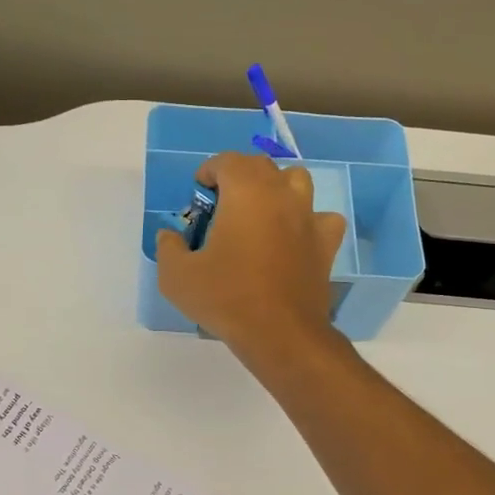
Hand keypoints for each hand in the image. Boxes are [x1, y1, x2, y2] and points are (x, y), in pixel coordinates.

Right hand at [154, 152, 346, 358]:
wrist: (280, 333)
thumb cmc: (226, 297)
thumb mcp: (176, 276)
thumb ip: (168, 247)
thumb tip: (170, 235)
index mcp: (246, 191)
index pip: (227, 161)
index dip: (209, 172)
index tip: (199, 194)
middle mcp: (281, 194)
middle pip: (261, 167)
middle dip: (239, 178)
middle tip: (222, 206)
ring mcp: (309, 217)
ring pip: (297, 182)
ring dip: (276, 189)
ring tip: (260, 215)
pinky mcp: (326, 244)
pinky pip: (321, 218)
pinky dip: (307, 221)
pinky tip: (294, 239)